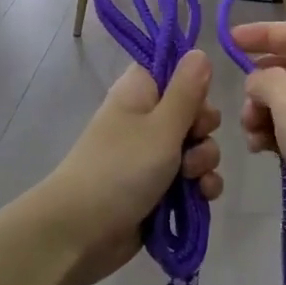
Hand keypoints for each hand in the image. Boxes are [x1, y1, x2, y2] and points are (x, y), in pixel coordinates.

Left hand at [40, 50, 223, 284]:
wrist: (81, 232)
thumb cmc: (121, 169)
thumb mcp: (161, 126)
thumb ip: (187, 91)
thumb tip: (200, 51)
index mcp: (140, 93)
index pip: (174, 70)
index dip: (193, 84)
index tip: (197, 101)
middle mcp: (146, 119)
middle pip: (193, 112)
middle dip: (204, 130)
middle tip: (192, 141)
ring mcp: (153, 156)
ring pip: (196, 147)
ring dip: (204, 162)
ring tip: (191, 179)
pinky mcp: (160, 188)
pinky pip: (192, 179)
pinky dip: (200, 186)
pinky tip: (202, 197)